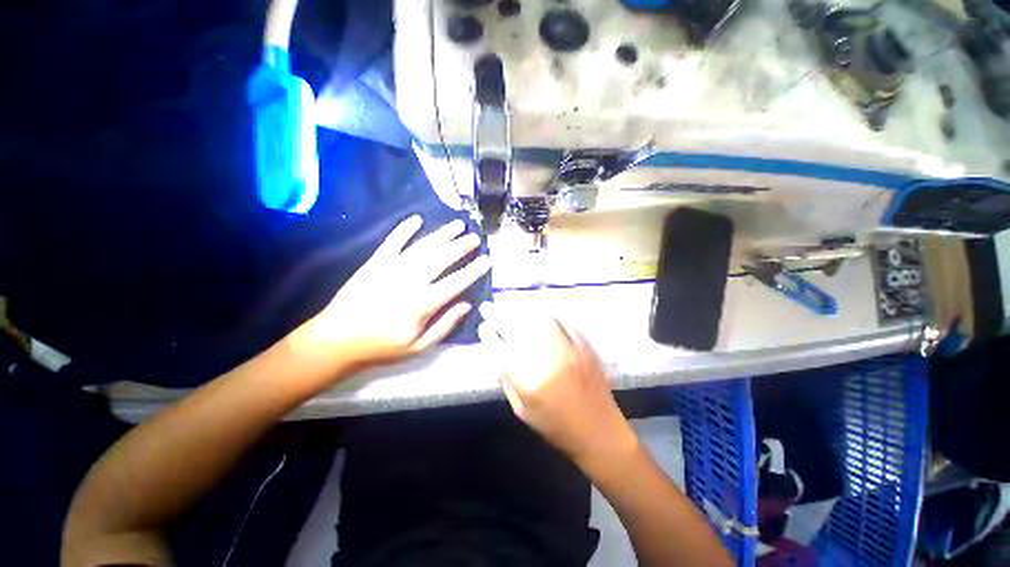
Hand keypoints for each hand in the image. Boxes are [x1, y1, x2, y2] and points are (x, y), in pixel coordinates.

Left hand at [290, 215, 490, 372]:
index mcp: (421, 304)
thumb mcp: (418, 347)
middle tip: (475, 237)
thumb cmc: (381, 347)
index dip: (473, 270)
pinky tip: (416, 219)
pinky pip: (392, 242)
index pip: (455, 283)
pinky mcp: (375, 263)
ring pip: (422, 247)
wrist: (336, 339)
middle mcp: (409, 281)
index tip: (487, 259)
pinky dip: (404, 230)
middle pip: (441, 259)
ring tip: (457, 225)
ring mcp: (391, 269)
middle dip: (461, 246)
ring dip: (441, 235)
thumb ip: (444, 325)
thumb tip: (466, 305)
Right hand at [478, 303, 636, 465]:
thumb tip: (497, 354)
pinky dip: (549, 313)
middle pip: (516, 329)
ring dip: (520, 310)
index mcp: (528, 379)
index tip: (482, 326)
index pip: (500, 348)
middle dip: (498, 315)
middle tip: (487, 306)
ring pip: (538, 320)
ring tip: (508, 304)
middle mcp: (546, 359)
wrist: (598, 431)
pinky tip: (538, 309)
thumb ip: (507, 381)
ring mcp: (566, 349)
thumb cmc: (556, 427)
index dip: (489, 335)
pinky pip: (563, 321)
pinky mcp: (583, 345)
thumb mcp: (522, 411)